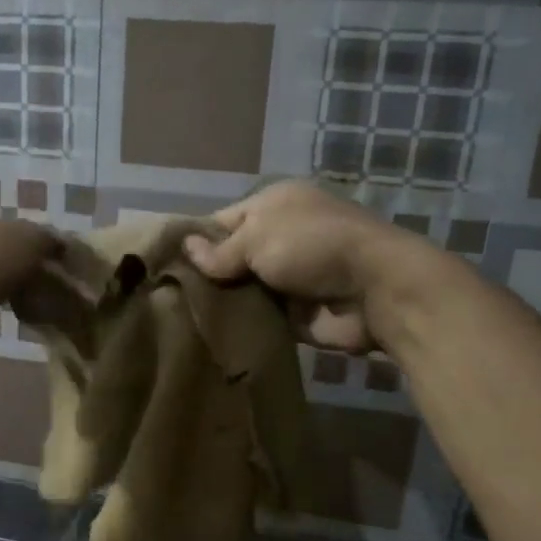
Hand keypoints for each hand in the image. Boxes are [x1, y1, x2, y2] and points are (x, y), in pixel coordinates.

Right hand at [182, 181, 427, 353]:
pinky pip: (259, 317)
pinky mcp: (295, 313)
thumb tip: (186, 249)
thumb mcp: (258, 237)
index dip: (195, 241)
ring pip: (242, 290)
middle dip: (205, 276)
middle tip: (166, 297)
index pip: (222, 221)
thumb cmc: (312, 247)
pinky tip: (208, 335)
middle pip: (230, 258)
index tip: (164, 264)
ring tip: (179, 318)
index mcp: (273, 206)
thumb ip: (220, 250)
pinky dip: (241, 324)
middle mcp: (279, 238)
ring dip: (222, 303)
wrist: (375, 291)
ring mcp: (288, 277)